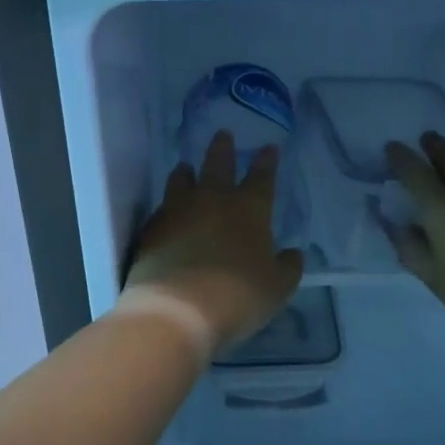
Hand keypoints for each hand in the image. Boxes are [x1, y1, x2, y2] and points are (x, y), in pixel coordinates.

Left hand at [125, 132, 304, 349]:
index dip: (266, 162)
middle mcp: (212, 201)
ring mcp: (177, 212)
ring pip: (181, 181)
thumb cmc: (238, 296)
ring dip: (186, 172)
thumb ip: (287, 267)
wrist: (177, 310)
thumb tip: (293, 253)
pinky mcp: (151, 230)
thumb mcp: (277, 287)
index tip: (268, 147)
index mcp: (249, 209)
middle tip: (223, 134)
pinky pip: (161, 210)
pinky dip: (167, 206)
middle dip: (222, 149)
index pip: (262, 177)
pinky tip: (166, 211)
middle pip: (218, 165)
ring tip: (185, 166)